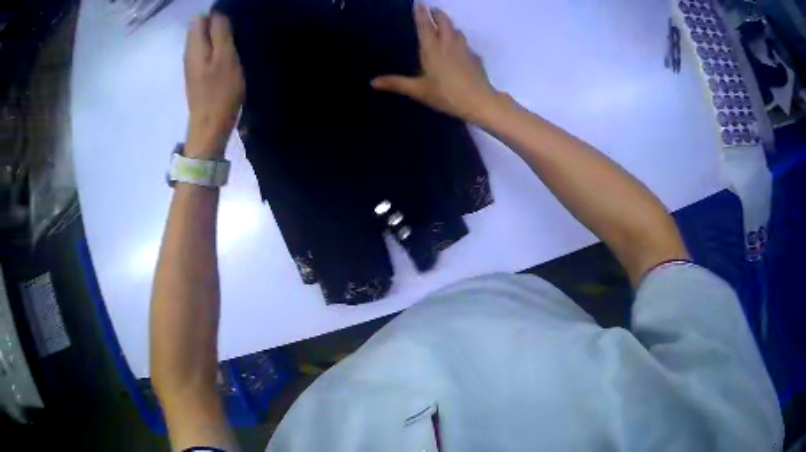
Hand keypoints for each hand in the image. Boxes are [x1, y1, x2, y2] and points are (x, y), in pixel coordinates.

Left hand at [184, 13, 243, 158]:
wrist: (209, 127)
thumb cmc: (220, 92)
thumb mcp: (225, 57)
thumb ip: (219, 32)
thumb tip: (215, 12)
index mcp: (195, 45)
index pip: (201, 17)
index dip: (217, 15)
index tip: (233, 22)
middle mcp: (189, 52)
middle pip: (200, 28)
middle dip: (217, 25)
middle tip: (236, 33)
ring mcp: (191, 64)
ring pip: (203, 40)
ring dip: (218, 38)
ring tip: (234, 43)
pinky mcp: (197, 75)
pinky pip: (205, 52)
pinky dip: (216, 49)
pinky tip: (227, 57)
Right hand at [371, 4, 499, 123]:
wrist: (479, 101)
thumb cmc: (446, 94)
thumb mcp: (418, 90)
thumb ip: (396, 83)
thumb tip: (373, 82)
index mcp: (432, 49)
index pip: (425, 26)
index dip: (421, 14)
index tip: (419, 3)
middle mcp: (448, 44)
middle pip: (444, 23)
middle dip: (438, 14)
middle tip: (433, 9)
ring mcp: (464, 50)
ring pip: (457, 31)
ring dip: (450, 25)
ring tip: (445, 25)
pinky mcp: (475, 58)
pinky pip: (466, 43)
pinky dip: (460, 40)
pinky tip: (459, 48)